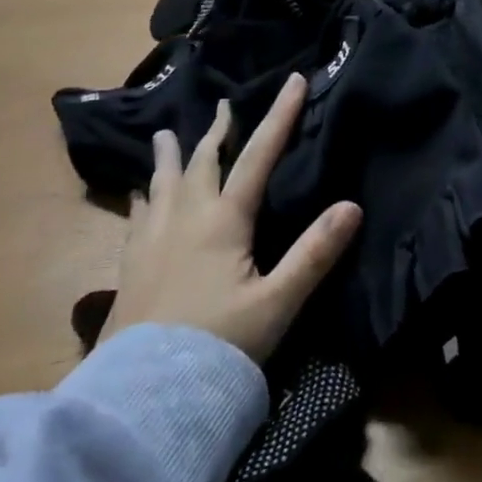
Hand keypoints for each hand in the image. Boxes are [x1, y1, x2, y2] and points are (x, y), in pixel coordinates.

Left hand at [104, 73, 361, 361]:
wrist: (142, 400)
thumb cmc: (218, 348)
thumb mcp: (277, 303)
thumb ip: (315, 253)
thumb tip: (352, 205)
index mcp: (224, 221)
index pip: (258, 155)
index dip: (279, 115)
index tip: (293, 80)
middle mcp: (185, 219)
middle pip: (203, 161)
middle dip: (217, 129)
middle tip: (223, 104)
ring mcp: (151, 242)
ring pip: (162, 182)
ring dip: (170, 155)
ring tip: (166, 134)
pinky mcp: (130, 268)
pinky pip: (137, 214)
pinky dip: (143, 193)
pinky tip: (139, 195)